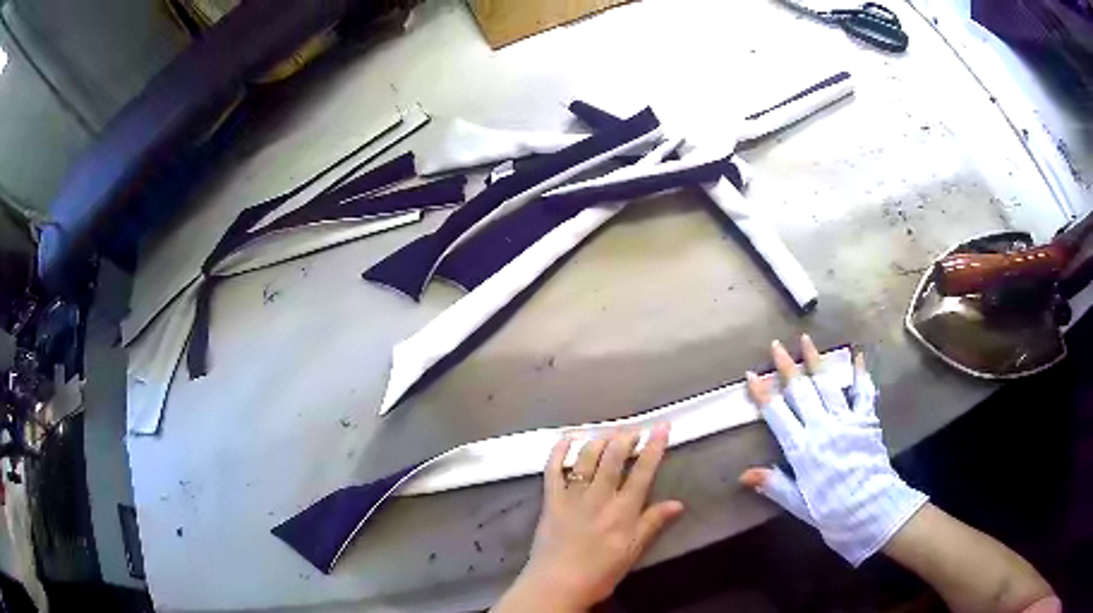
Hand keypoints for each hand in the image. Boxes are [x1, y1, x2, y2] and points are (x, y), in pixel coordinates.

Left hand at [494, 426, 684, 611]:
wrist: (557, 583)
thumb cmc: (600, 572)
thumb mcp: (633, 551)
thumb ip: (653, 523)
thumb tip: (678, 503)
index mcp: (623, 510)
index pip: (643, 471)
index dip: (654, 446)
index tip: (662, 426)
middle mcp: (599, 497)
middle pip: (614, 457)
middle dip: (626, 436)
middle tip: (634, 427)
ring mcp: (572, 496)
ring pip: (587, 457)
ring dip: (599, 438)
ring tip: (609, 430)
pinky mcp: (550, 499)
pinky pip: (553, 469)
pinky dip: (559, 451)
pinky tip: (567, 439)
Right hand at [739, 335, 927, 565]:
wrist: (874, 512)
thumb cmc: (834, 513)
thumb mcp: (800, 506)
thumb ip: (775, 485)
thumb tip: (744, 475)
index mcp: (803, 450)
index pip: (778, 415)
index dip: (763, 394)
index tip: (752, 375)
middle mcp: (823, 428)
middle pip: (802, 391)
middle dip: (788, 367)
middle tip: (776, 345)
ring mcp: (847, 421)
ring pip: (828, 385)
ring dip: (816, 361)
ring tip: (806, 340)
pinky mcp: (867, 420)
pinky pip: (863, 392)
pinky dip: (860, 374)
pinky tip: (857, 357)